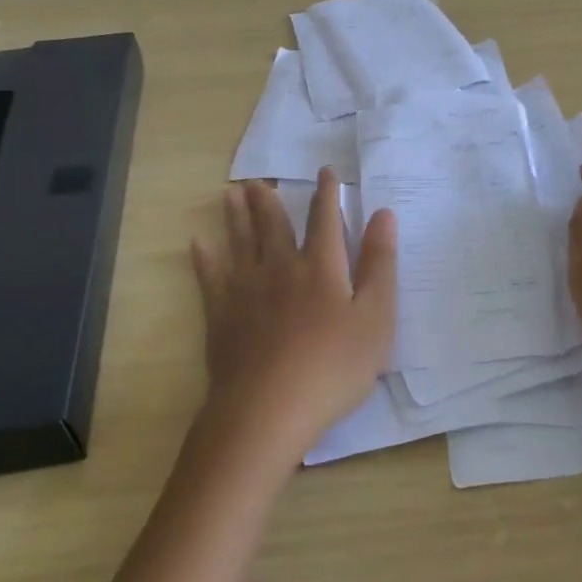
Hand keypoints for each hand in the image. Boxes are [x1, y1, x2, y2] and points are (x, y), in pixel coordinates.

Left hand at [190, 169, 397, 463]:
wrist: (268, 409)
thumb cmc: (332, 366)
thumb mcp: (375, 318)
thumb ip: (379, 264)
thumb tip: (383, 214)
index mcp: (321, 267)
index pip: (325, 219)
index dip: (327, 194)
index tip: (325, 171)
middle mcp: (281, 267)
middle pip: (273, 225)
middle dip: (268, 200)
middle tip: (257, 180)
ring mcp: (246, 290)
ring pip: (240, 242)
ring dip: (236, 216)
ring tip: (230, 194)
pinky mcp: (220, 316)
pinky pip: (209, 277)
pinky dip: (204, 258)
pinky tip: (198, 244)